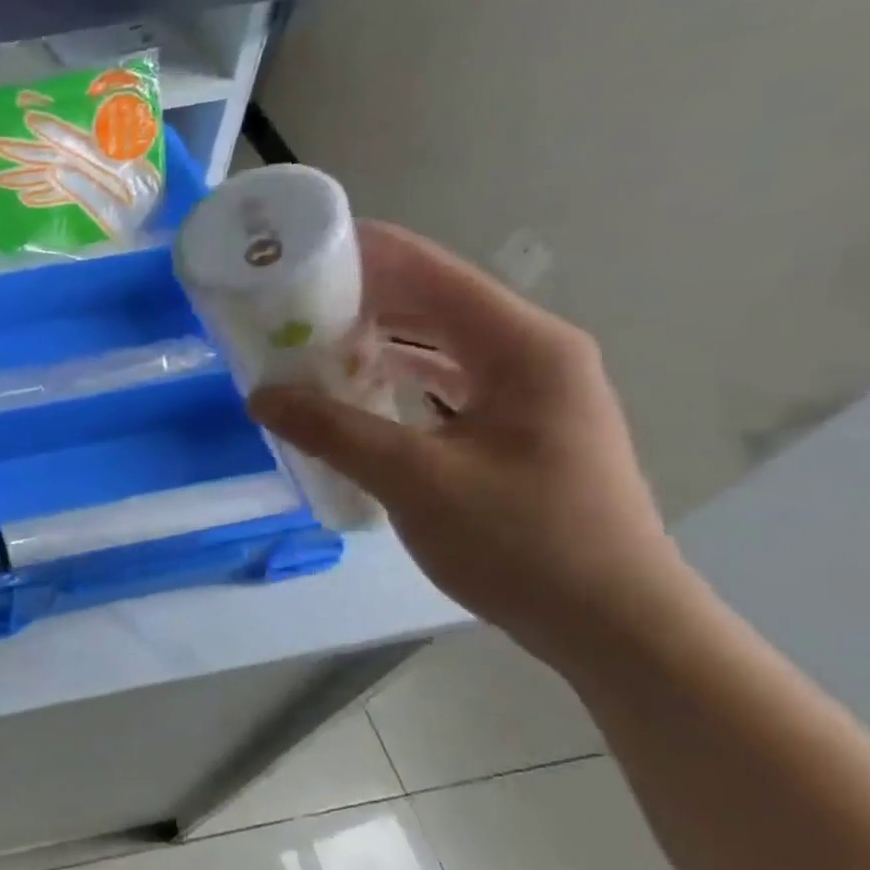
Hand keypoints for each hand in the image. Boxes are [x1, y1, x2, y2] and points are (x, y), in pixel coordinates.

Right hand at [249, 221, 685, 662]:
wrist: (610, 622)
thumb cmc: (521, 541)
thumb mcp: (414, 480)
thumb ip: (333, 430)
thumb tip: (259, 395)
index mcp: (522, 347)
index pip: (432, 272)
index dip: (365, 252)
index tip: (298, 246)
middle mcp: (531, 354)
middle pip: (434, 302)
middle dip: (359, 298)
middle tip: (285, 302)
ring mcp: (528, 391)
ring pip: (438, 343)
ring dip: (375, 339)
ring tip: (305, 341)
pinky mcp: (516, 426)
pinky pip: (444, 381)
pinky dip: (395, 378)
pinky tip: (350, 390)